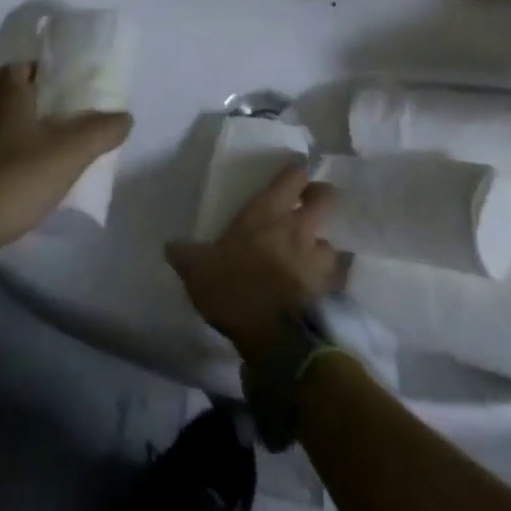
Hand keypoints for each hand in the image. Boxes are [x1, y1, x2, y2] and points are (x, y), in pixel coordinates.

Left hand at [0, 61, 131, 276]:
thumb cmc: (15, 179)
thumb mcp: (67, 153)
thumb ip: (99, 132)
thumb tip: (125, 116)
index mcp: (10, 104)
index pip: (14, 69)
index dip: (35, 66)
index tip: (59, 75)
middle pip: (16, 100)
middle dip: (43, 103)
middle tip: (75, 112)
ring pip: (13, 132)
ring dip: (36, 135)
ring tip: (68, 147)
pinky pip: (8, 162)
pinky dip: (27, 164)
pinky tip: (46, 179)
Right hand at [165, 161, 340, 362]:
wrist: (273, 338)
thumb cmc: (234, 289)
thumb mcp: (197, 269)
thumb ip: (185, 254)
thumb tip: (170, 245)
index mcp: (267, 212)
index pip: (293, 177)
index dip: (298, 172)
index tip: (297, 172)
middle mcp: (299, 227)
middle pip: (327, 198)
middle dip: (323, 197)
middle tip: (312, 206)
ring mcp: (319, 258)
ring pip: (335, 240)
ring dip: (328, 244)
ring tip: (318, 253)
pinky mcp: (332, 290)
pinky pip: (340, 276)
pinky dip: (335, 278)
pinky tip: (325, 285)